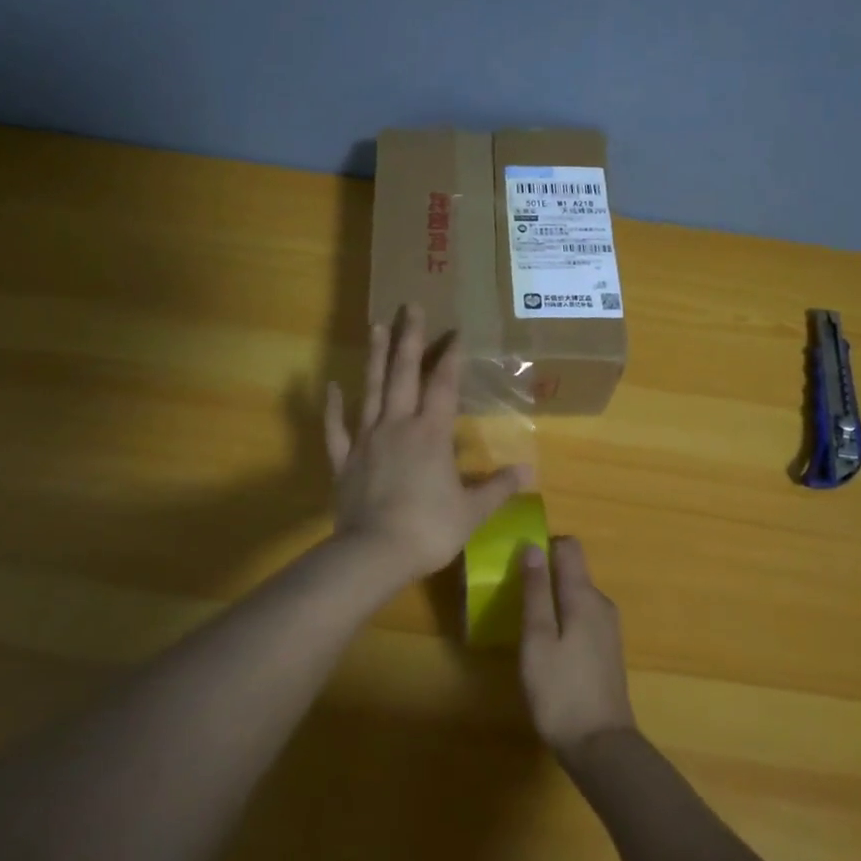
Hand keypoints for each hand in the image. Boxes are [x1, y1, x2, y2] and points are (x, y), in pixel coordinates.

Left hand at [325, 305, 528, 580]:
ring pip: (371, 390)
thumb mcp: (472, 511)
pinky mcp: (345, 460)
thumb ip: (498, 488)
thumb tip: (529, 472)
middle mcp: (398, 426)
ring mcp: (367, 440)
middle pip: (403, 374)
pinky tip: (332, 387)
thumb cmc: (429, 529)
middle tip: (409, 307)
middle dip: (409, 339)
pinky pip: (336, 428)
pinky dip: (332, 407)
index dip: (451, 357)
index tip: (455, 332)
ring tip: (376, 326)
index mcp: (431, 434)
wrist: (375, 554)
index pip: (443, 385)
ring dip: (374, 358)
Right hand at [519, 537, 636, 759]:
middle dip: (544, 574)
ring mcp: (608, 628)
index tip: (517, 562)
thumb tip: (532, 546)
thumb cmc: (561, 691)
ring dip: (552, 599)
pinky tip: (546, 645)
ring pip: (576, 595)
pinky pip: (581, 616)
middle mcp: (601, 604)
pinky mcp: (606, 649)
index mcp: (585, 595)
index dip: (543, 546)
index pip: (569, 547)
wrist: (601, 746)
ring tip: (525, 623)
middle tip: (513, 597)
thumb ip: (536, 591)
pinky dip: (563, 618)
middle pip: (573, 570)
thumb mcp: (538, 639)